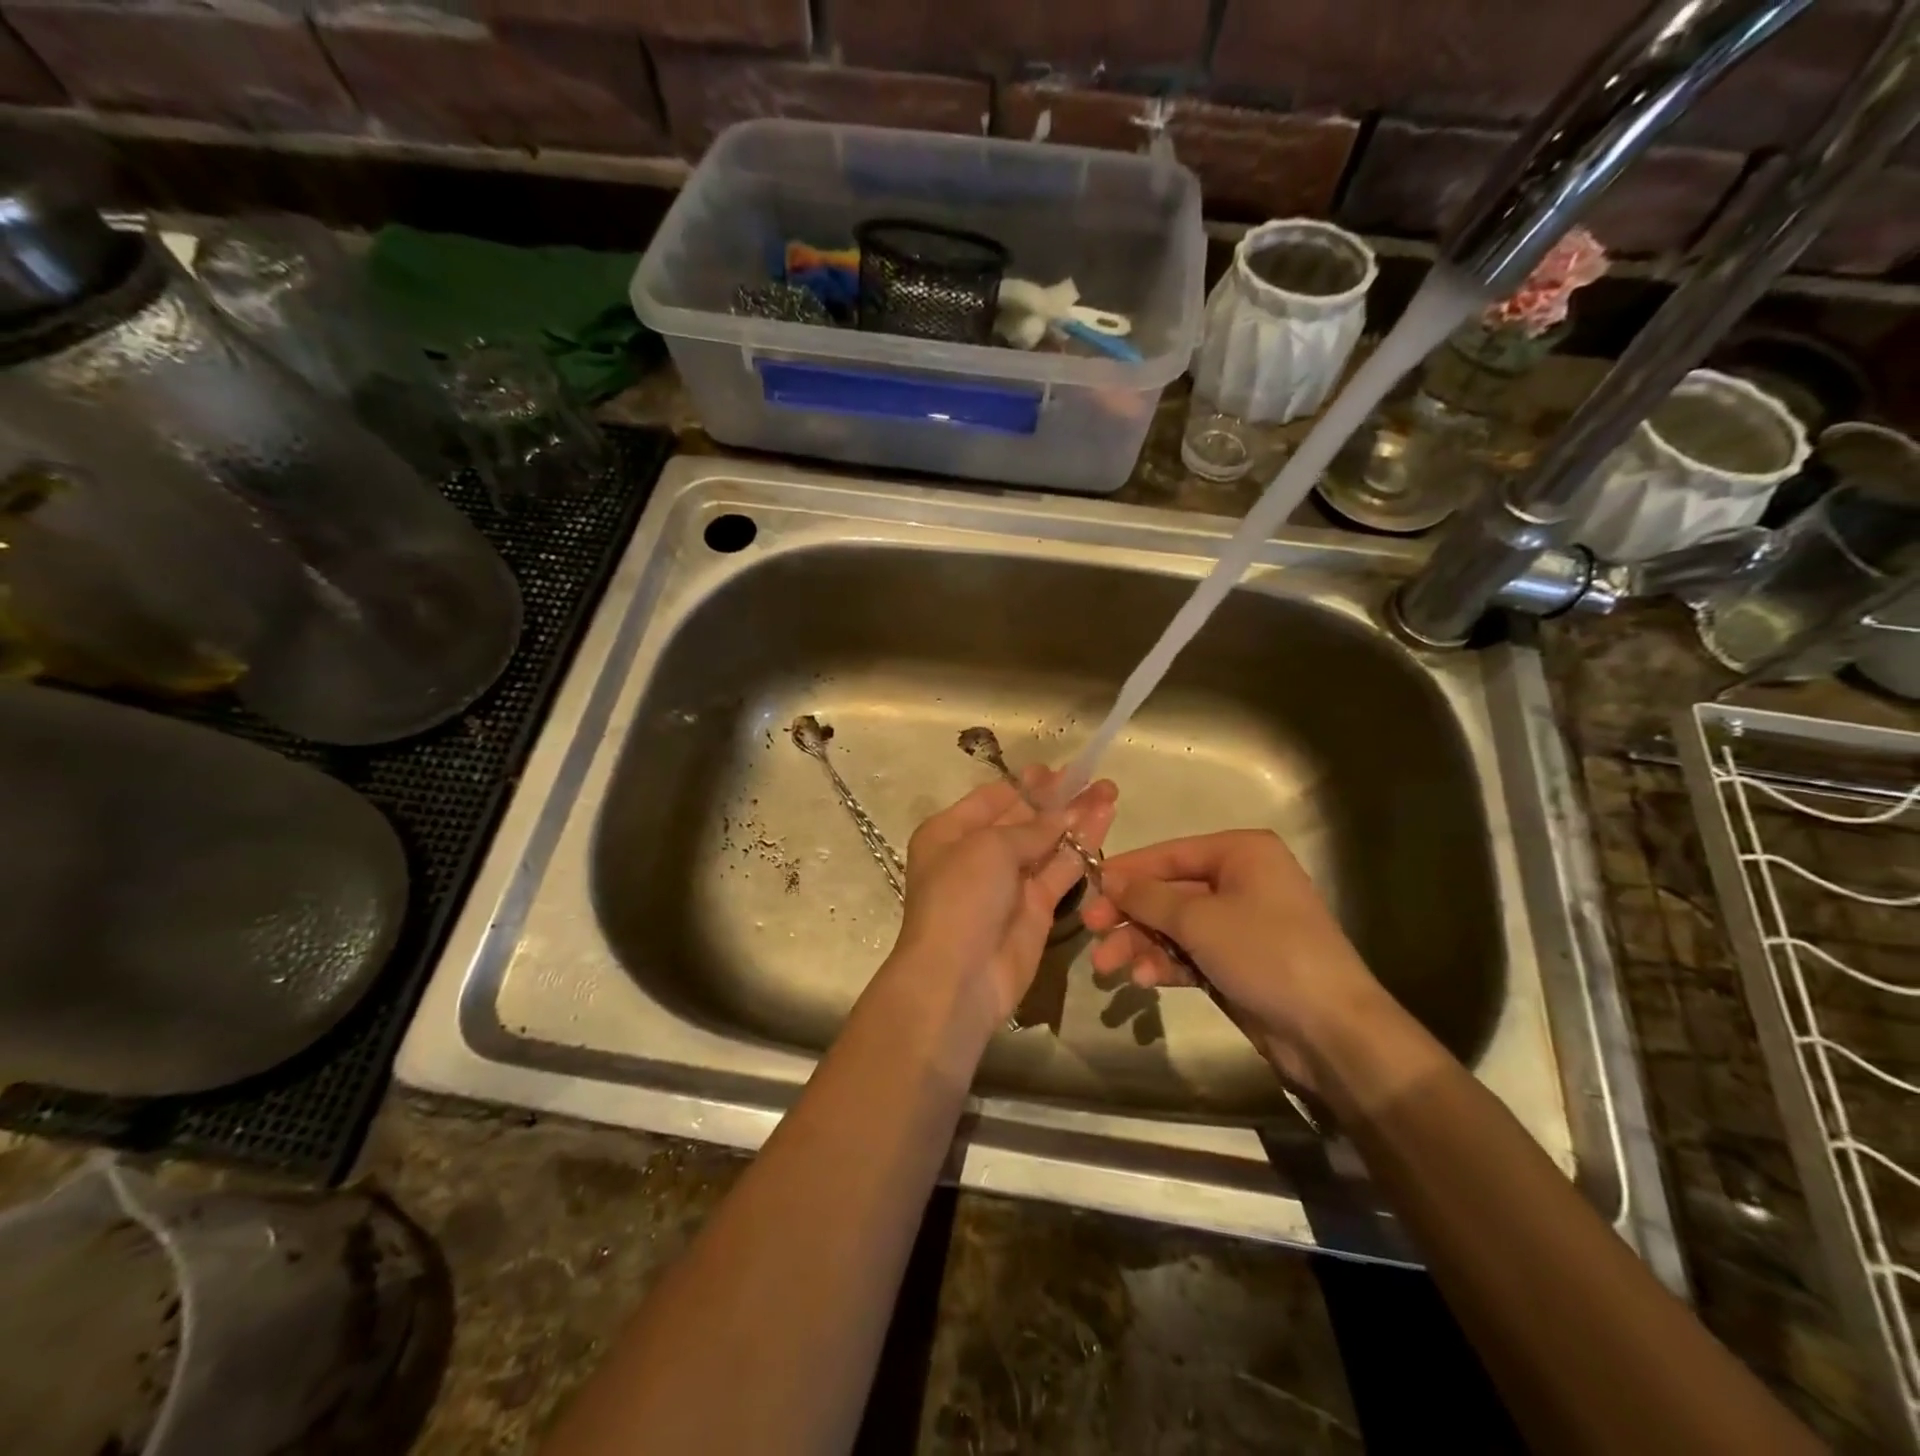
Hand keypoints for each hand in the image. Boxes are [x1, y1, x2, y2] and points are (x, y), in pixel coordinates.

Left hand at [886, 768, 1117, 1036]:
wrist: (959, 976)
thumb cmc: (961, 897)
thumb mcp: (989, 848)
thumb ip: (1031, 827)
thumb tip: (1064, 814)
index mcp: (950, 832)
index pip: (992, 798)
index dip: (1026, 783)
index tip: (1058, 770)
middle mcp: (977, 854)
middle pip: (1023, 818)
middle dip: (1057, 798)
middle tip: (1094, 777)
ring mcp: (1009, 882)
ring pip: (1047, 842)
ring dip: (1076, 818)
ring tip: (1109, 791)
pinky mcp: (1037, 907)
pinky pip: (1062, 869)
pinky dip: (1082, 846)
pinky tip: (1105, 820)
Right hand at [1081, 830, 1384, 1090]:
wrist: (1330, 1030)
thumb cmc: (1266, 952)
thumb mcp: (1199, 919)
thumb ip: (1148, 897)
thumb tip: (1108, 879)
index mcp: (1241, 853)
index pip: (1170, 853)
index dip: (1128, 871)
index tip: (1088, 888)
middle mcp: (1241, 881)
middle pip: (1169, 891)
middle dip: (1130, 915)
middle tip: (1091, 931)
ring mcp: (1240, 924)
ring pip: (1175, 926)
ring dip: (1141, 944)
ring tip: (1110, 968)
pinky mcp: (1238, 962)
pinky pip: (1190, 953)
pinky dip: (1166, 963)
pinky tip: (1144, 980)